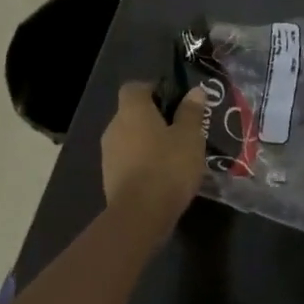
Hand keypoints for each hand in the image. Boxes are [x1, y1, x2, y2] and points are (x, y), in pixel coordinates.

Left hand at [101, 82, 206, 221]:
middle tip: (181, 129)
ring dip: (149, 142)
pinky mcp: (110, 178)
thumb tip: (194, 91)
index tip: (175, 100)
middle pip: (132, 113)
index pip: (134, 87)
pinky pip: (129, 160)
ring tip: (175, 154)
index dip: (153, 89)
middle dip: (154, 118)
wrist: (140, 215)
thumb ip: (192, 112)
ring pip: (130, 138)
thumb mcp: (190, 136)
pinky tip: (163, 175)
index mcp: (132, 111)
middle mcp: (114, 127)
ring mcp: (109, 154)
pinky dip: (143, 162)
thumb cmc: (168, 166)